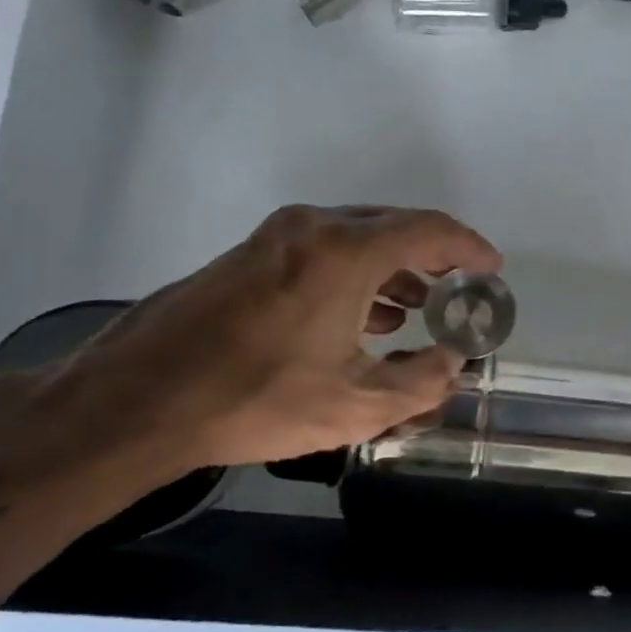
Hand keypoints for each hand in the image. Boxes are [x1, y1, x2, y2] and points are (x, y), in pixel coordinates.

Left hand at [50, 205, 501, 485]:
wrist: (137, 401)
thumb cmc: (256, 399)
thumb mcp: (355, 405)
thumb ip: (420, 382)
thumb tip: (450, 363)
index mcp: (345, 251)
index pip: (428, 230)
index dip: (469, 247)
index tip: (493, 268)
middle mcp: (312, 228)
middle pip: (393, 226)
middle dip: (434, 256)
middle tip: (460, 288)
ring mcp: (274, 238)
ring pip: (355, 237)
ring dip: (393, 266)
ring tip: (417, 308)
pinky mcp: (248, 255)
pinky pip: (323, 249)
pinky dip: (356, 272)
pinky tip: (361, 316)